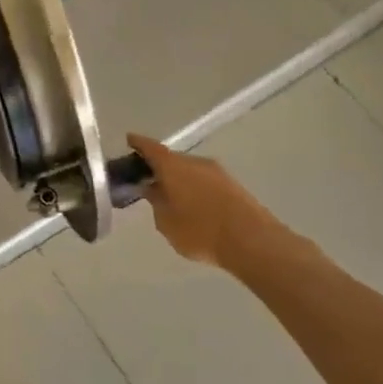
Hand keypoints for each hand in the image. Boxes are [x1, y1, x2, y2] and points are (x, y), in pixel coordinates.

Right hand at [127, 135, 288, 270]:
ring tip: (171, 197)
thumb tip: (152, 189)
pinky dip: (196, 189)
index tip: (129, 141)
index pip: (150, 147)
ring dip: (180, 180)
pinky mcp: (235, 187)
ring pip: (191, 171)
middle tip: (148, 180)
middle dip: (159, 168)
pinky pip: (206, 182)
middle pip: (172, 159)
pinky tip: (194, 206)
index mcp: (173, 166)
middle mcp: (196, 163)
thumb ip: (155, 202)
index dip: (138, 143)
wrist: (253, 242)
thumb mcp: (166, 222)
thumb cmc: (200, 230)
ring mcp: (218, 173)